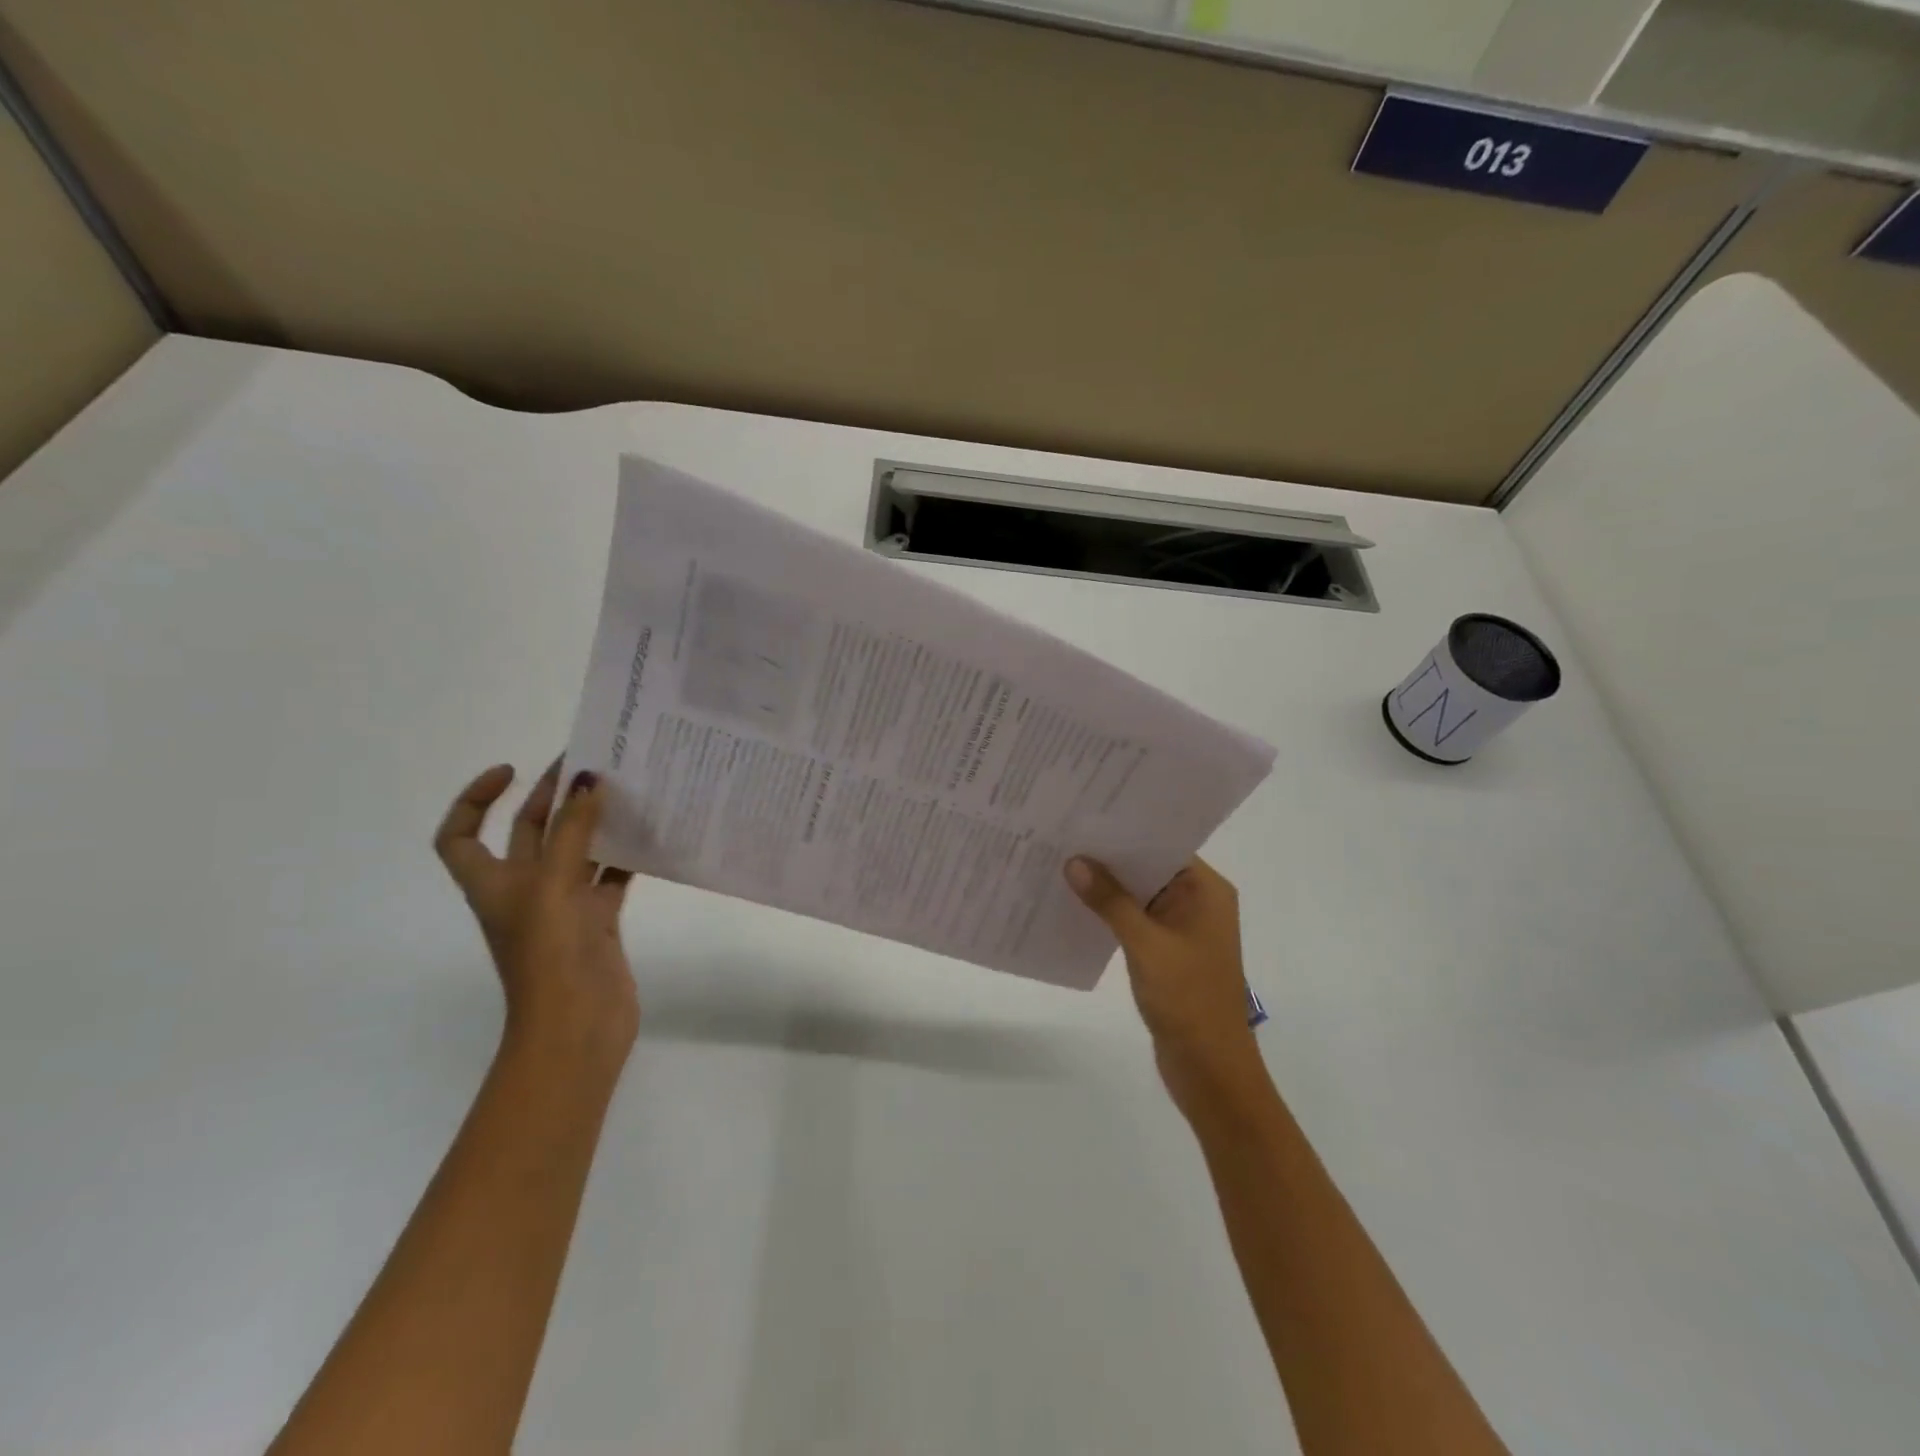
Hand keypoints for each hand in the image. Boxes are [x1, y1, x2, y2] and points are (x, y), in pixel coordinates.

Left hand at [435, 761, 638, 1070]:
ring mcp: (563, 907)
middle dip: (552, 797)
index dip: (474, 799)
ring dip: (594, 823)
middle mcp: (525, 890)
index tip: (511, 771)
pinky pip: (610, 877)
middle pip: (530, 832)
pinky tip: (650, 836)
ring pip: (576, 851)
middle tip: (590, 764)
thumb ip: (571, 832)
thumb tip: (588, 781)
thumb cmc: (549, 956)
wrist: (577, 1026)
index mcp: (494, 883)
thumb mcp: (552, 886)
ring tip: (625, 791)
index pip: (460, 835)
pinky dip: (625, 856)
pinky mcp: (598, 920)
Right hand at [1066, 856, 1266, 1115]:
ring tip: (1062, 864)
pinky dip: (1111, 913)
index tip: (1086, 815)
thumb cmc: (1187, 999)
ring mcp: (1183, 928)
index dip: (1126, 830)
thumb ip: (1110, 901)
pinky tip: (1076, 905)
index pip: (1163, 844)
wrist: (1210, 1068)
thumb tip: (1075, 862)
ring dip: (1108, 886)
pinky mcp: (1168, 952)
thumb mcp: (1145, 944)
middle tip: (1064, 835)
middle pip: (1149, 867)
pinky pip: (1136, 920)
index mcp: (1206, 891)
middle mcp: (1198, 902)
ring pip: (1140, 894)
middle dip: (1110, 856)